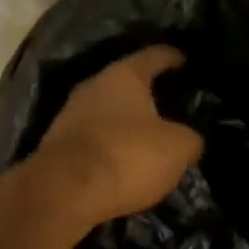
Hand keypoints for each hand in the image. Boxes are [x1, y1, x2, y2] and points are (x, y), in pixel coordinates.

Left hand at [33, 46, 202, 224]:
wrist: (64, 192)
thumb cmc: (127, 156)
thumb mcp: (178, 148)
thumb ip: (190, 138)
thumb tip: (189, 139)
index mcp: (124, 75)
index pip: (154, 56)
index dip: (172, 57)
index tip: (184, 60)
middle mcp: (93, 86)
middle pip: (126, 83)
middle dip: (146, 93)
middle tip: (169, 104)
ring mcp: (70, 114)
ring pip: (107, 111)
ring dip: (126, 122)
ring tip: (147, 137)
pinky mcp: (58, 144)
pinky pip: (93, 137)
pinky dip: (110, 145)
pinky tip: (123, 160)